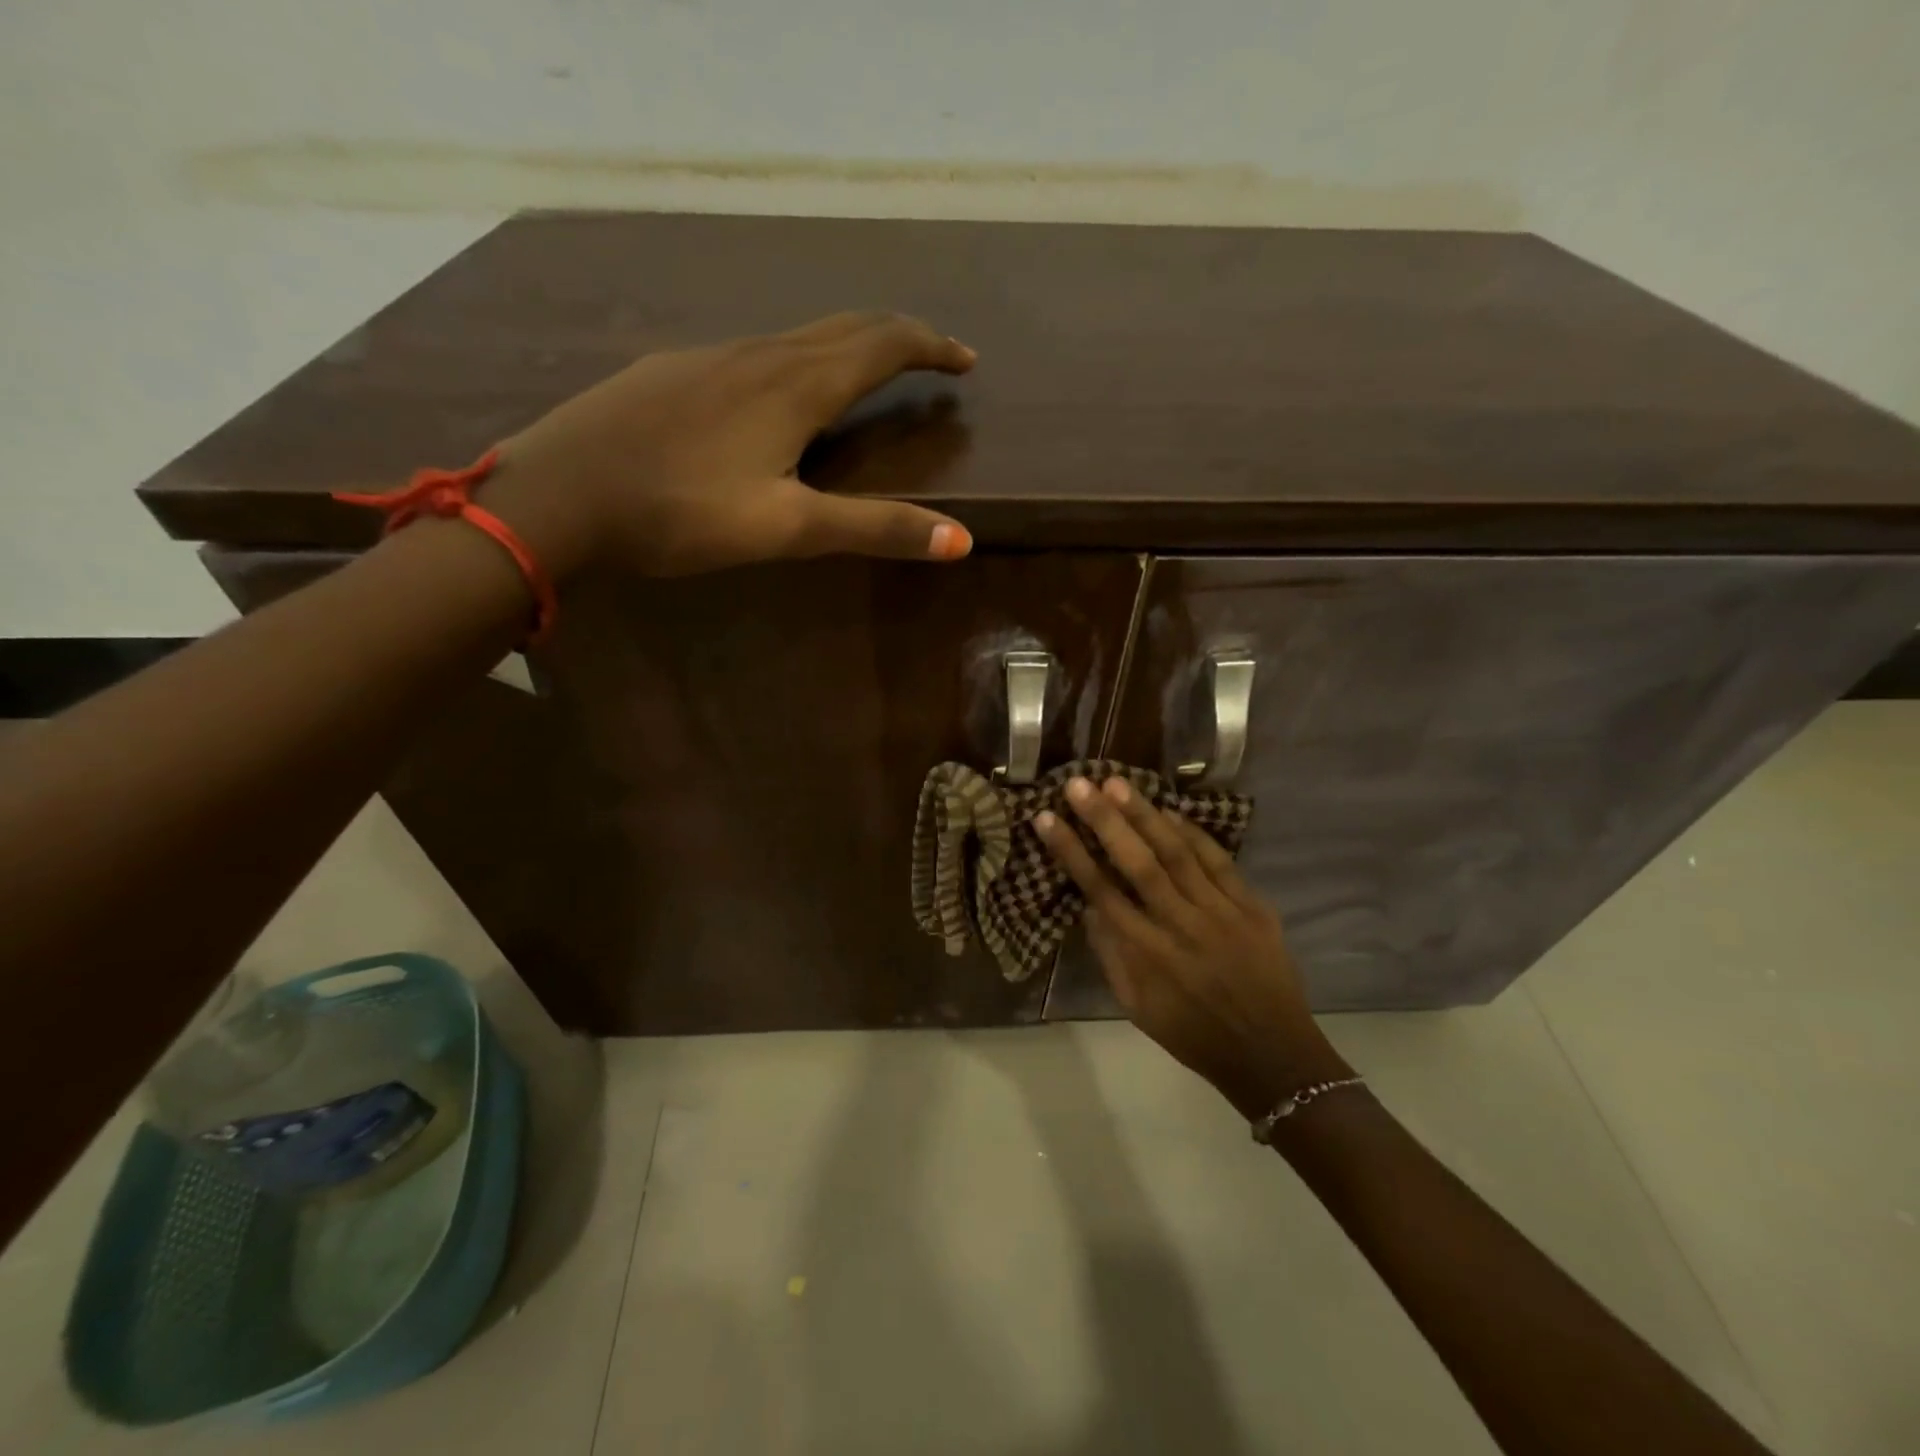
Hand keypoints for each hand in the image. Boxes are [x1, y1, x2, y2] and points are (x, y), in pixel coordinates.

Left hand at [482, 312, 976, 577]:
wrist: (558, 495)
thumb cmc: (680, 513)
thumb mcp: (786, 529)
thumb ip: (873, 529)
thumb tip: (960, 540)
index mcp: (796, 386)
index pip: (883, 345)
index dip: (931, 348)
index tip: (966, 361)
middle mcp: (759, 354)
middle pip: (845, 327)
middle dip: (898, 338)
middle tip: (931, 358)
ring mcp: (710, 357)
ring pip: (798, 337)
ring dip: (847, 348)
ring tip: (867, 376)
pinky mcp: (673, 372)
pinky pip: (754, 353)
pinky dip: (796, 362)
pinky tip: (778, 396)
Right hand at [1035, 776, 1351, 1120]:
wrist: (1272, 1054)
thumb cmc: (1193, 1035)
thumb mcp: (1137, 1007)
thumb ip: (1110, 954)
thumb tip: (1089, 905)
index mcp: (1148, 955)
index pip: (1100, 891)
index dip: (1071, 852)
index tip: (1047, 819)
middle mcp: (1181, 926)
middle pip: (1137, 863)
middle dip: (1104, 820)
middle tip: (1079, 784)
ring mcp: (1221, 913)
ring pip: (1177, 853)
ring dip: (1145, 815)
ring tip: (1117, 783)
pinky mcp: (1253, 907)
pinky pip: (1219, 861)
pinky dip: (1193, 833)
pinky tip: (1170, 811)